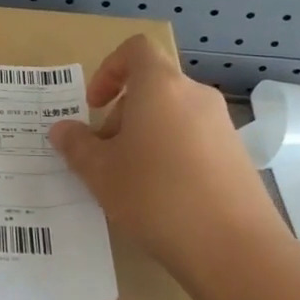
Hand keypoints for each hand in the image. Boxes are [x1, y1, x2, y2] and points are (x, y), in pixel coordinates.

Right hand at [48, 36, 291, 284]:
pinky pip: (194, 141)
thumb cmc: (156, 196)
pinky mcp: (237, 157)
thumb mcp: (100, 172)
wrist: (234, 248)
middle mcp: (195, 96)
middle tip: (104, 155)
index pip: (136, 50)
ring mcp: (222, 126)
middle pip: (153, 86)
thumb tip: (62, 130)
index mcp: (160, 86)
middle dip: (122, 114)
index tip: (94, 105)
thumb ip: (76, 145)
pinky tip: (162, 198)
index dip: (109, 69)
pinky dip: (172, 155)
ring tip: (130, 181)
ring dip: (145, 136)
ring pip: (173, 115)